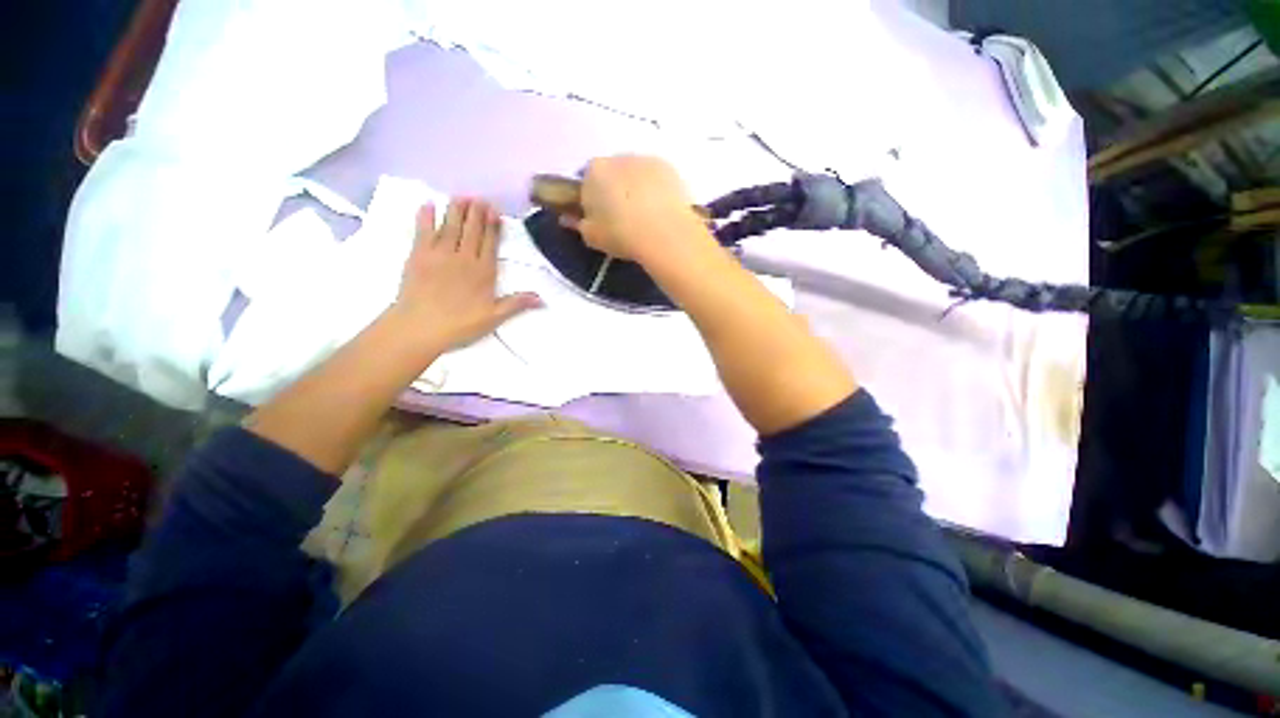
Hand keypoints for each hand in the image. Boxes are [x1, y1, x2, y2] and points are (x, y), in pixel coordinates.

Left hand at [394, 198, 540, 352]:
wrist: (421, 327)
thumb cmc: (461, 324)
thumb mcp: (494, 317)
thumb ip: (517, 303)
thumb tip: (542, 299)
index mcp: (484, 272)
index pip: (490, 243)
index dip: (493, 226)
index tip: (495, 210)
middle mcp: (464, 257)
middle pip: (472, 230)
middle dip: (476, 212)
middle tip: (479, 197)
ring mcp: (440, 254)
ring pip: (451, 226)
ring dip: (456, 210)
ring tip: (461, 196)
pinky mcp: (418, 255)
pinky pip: (423, 231)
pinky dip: (426, 217)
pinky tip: (428, 205)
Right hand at [564, 155, 716, 266]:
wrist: (663, 233)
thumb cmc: (621, 235)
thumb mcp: (592, 237)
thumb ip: (578, 224)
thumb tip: (568, 218)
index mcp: (593, 172)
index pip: (587, 180)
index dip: (592, 198)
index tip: (600, 216)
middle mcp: (617, 158)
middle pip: (612, 172)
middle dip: (615, 189)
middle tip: (624, 216)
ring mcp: (644, 159)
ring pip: (635, 172)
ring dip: (636, 186)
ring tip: (645, 214)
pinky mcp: (668, 166)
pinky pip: (656, 176)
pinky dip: (656, 188)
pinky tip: (661, 209)